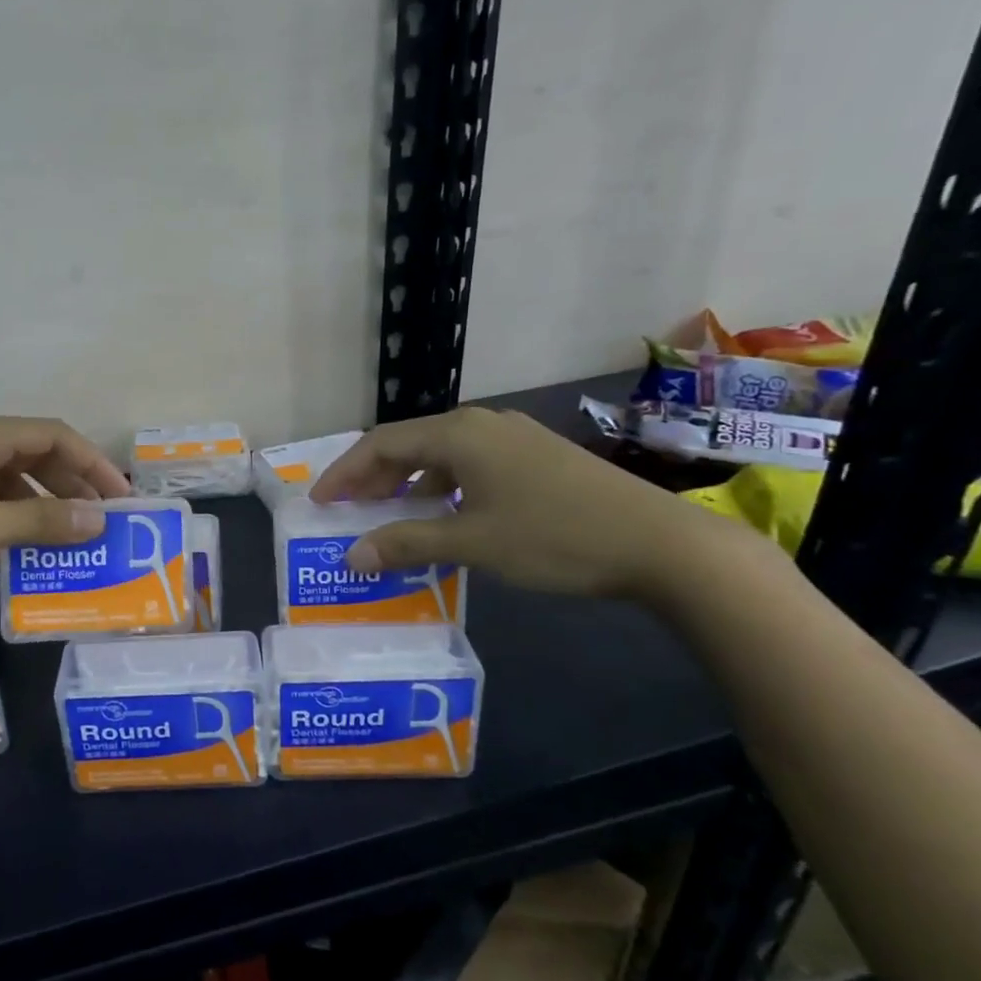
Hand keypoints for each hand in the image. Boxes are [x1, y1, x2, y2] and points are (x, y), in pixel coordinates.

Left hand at [0, 413, 129, 612]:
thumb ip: (38, 521)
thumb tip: (98, 519)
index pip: (52, 435)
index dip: (92, 463)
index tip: (121, 500)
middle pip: (33, 452)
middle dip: (71, 483)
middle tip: (101, 522)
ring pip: (8, 478)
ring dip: (42, 502)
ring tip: (69, 536)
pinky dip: (10, 517)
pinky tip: (20, 544)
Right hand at [309, 406, 749, 601]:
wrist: (661, 544)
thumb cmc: (555, 536)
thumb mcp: (472, 542)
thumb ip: (406, 543)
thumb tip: (352, 557)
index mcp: (459, 434)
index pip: (381, 444)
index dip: (344, 473)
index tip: (319, 503)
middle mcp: (481, 424)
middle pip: (408, 444)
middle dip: (372, 478)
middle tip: (345, 511)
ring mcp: (512, 438)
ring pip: (440, 455)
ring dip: (407, 484)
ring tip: (387, 516)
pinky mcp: (536, 457)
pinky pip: (469, 465)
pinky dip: (441, 487)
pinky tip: (443, 515)